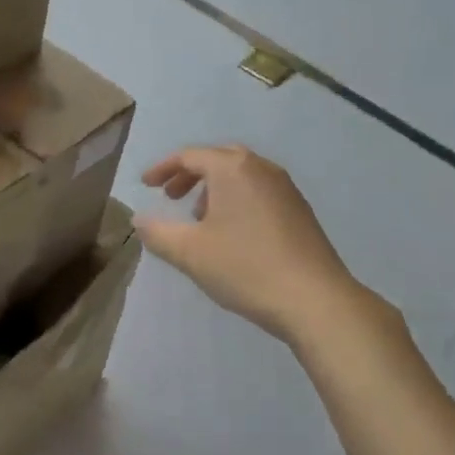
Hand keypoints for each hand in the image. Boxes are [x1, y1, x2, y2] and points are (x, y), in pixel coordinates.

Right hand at [137, 145, 365, 343]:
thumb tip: (139, 219)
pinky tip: (232, 234)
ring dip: (215, 189)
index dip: (163, 169)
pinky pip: (259, 192)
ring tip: (199, 219)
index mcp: (233, 169)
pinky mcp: (300, 211)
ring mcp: (286, 189)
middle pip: (219, 159)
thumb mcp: (190, 253)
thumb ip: (158, 233)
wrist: (314, 299)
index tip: (146, 186)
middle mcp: (262, 169)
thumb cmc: (245, 268)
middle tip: (172, 198)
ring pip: (242, 176)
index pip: (190, 156)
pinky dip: (237, 200)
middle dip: (190, 175)